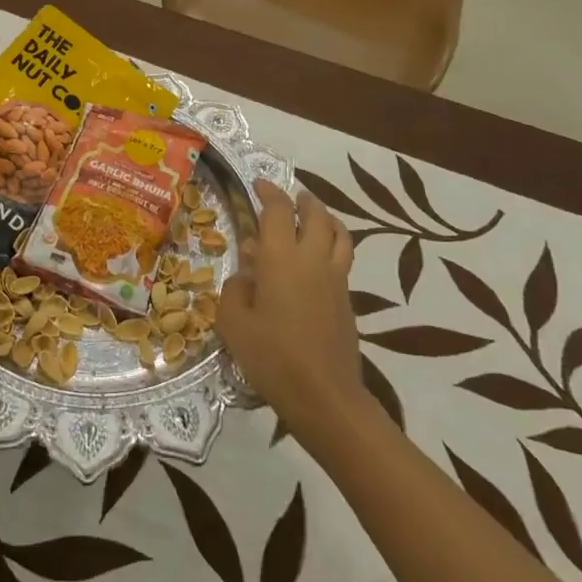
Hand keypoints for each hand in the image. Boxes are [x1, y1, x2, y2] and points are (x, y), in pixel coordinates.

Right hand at [219, 181, 369, 442]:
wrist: (324, 397)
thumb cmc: (272, 357)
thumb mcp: (234, 324)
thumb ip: (235, 290)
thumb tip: (246, 276)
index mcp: (282, 258)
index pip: (278, 210)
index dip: (269, 192)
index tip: (257, 185)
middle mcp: (312, 259)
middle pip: (316, 214)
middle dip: (302, 200)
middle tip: (289, 197)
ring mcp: (335, 278)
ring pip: (338, 233)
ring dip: (325, 218)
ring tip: (313, 217)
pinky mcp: (347, 300)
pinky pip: (343, 258)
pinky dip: (332, 245)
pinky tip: (317, 260)